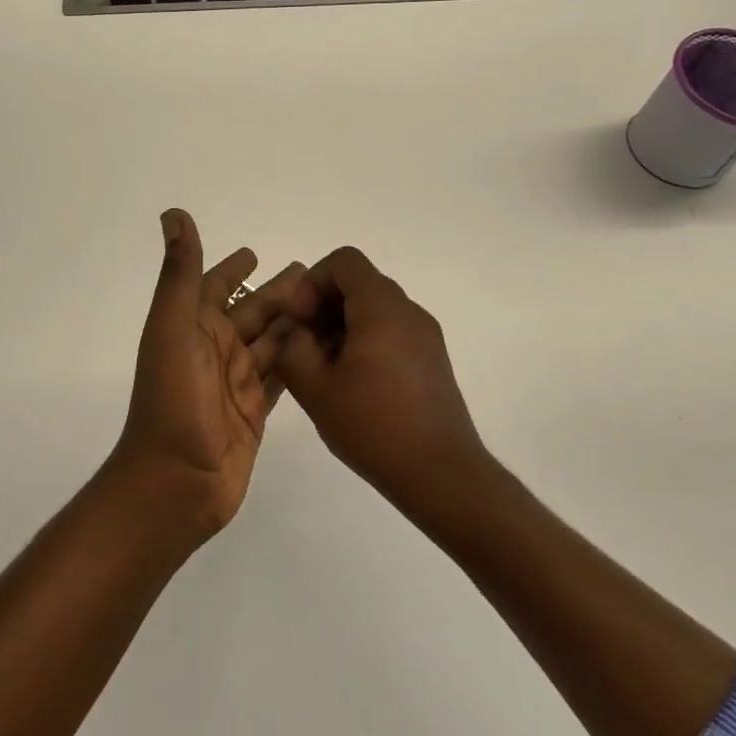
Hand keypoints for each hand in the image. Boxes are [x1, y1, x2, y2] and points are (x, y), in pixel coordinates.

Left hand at [111, 209, 306, 540]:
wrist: (176, 482)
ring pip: (271, 341)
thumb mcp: (172, 327)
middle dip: (277, 291)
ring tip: (328, 304)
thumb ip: (179, 273)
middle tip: (314, 273)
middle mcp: (212, 350)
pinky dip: (299, 358)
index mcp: (190, 327)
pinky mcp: (255, 411)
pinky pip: (281, 375)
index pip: (212, 286)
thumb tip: (173, 213)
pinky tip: (323, 346)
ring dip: (293, 321)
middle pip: (251, 311)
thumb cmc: (172, 399)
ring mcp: (234, 382)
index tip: (253, 252)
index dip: (230, 269)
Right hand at [273, 246, 490, 517]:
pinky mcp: (432, 359)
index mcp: (381, 307)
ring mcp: (425, 335)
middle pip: (359, 283)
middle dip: (323, 305)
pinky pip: (391, 330)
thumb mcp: (316, 388)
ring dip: (342, 325)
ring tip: (324, 369)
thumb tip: (294, 330)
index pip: (344, 262)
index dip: (312, 282)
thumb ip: (292, 348)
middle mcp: (408, 310)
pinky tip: (352, 384)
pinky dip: (364, 340)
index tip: (299, 320)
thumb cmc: (375, 426)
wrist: (442, 474)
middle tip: (303, 346)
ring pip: (374, 308)